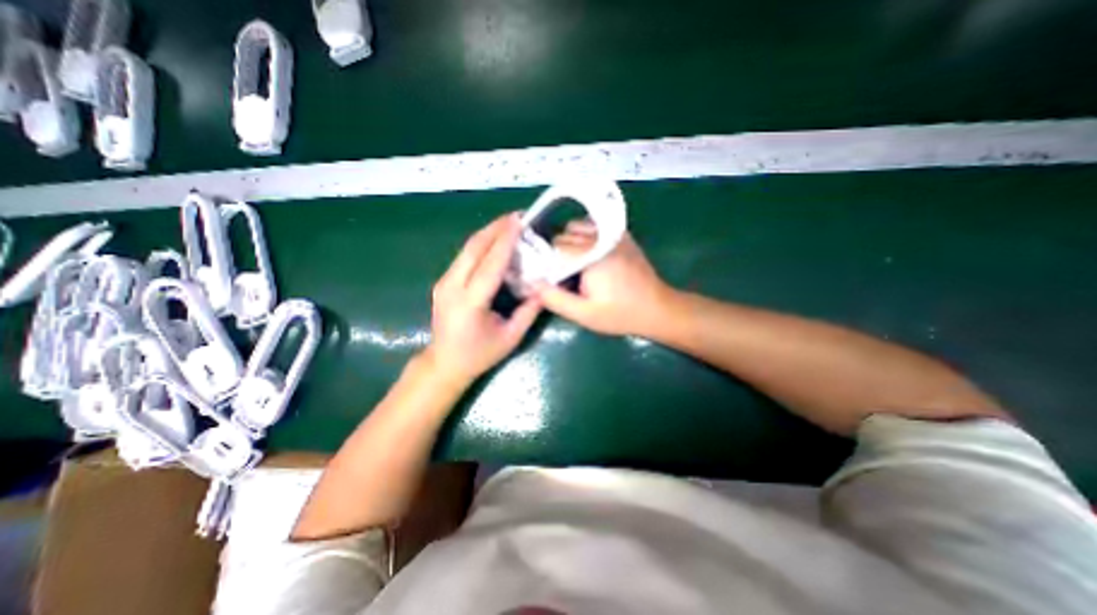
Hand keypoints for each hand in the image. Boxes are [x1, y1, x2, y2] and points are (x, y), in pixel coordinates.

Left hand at [421, 212, 541, 384]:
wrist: (444, 363)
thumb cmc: (479, 355)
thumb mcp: (510, 337)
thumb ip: (529, 312)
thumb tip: (545, 288)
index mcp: (470, 303)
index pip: (490, 264)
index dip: (505, 241)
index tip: (519, 221)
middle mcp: (452, 287)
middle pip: (474, 249)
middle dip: (495, 229)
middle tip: (516, 216)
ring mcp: (444, 283)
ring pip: (466, 249)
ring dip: (487, 233)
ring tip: (507, 223)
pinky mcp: (443, 282)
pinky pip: (463, 257)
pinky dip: (480, 245)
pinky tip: (494, 241)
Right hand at [533, 221, 677, 334]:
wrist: (656, 308)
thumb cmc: (619, 314)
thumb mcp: (584, 314)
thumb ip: (555, 299)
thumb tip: (532, 283)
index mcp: (590, 256)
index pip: (554, 247)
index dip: (548, 263)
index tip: (551, 279)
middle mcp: (600, 237)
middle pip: (564, 236)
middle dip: (558, 254)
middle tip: (565, 275)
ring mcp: (613, 233)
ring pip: (577, 227)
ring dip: (570, 242)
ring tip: (577, 264)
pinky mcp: (621, 234)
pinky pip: (593, 225)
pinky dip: (585, 235)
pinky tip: (590, 254)